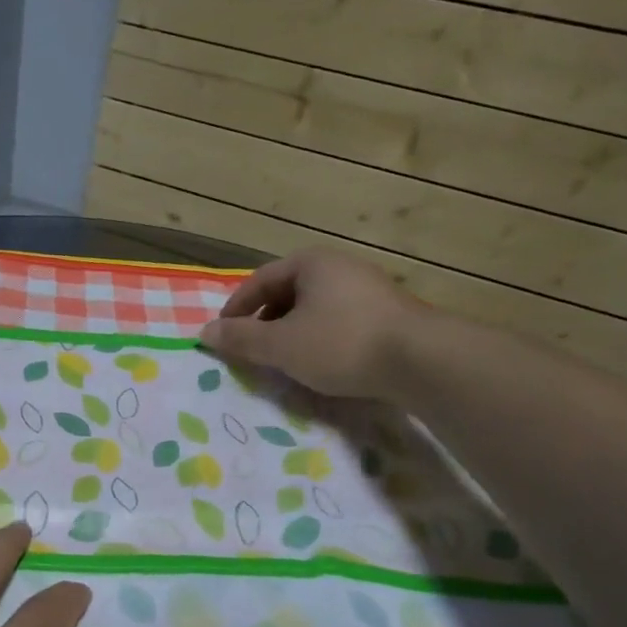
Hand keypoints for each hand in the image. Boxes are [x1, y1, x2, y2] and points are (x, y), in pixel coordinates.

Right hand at [200, 249, 420, 398]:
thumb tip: (204, 332)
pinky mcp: (388, 313)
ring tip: (283, 359)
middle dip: (264, 320)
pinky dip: (319, 338)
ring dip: (291, 331)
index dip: (235, 308)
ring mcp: (368, 288)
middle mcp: (340, 266)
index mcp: (311, 263)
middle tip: (251, 348)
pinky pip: (339, 320)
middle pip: (287, 292)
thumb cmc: (341, 343)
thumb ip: (240, 338)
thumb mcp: (280, 345)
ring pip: (314, 307)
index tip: (223, 335)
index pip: (259, 281)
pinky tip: (320, 362)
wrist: (422, 360)